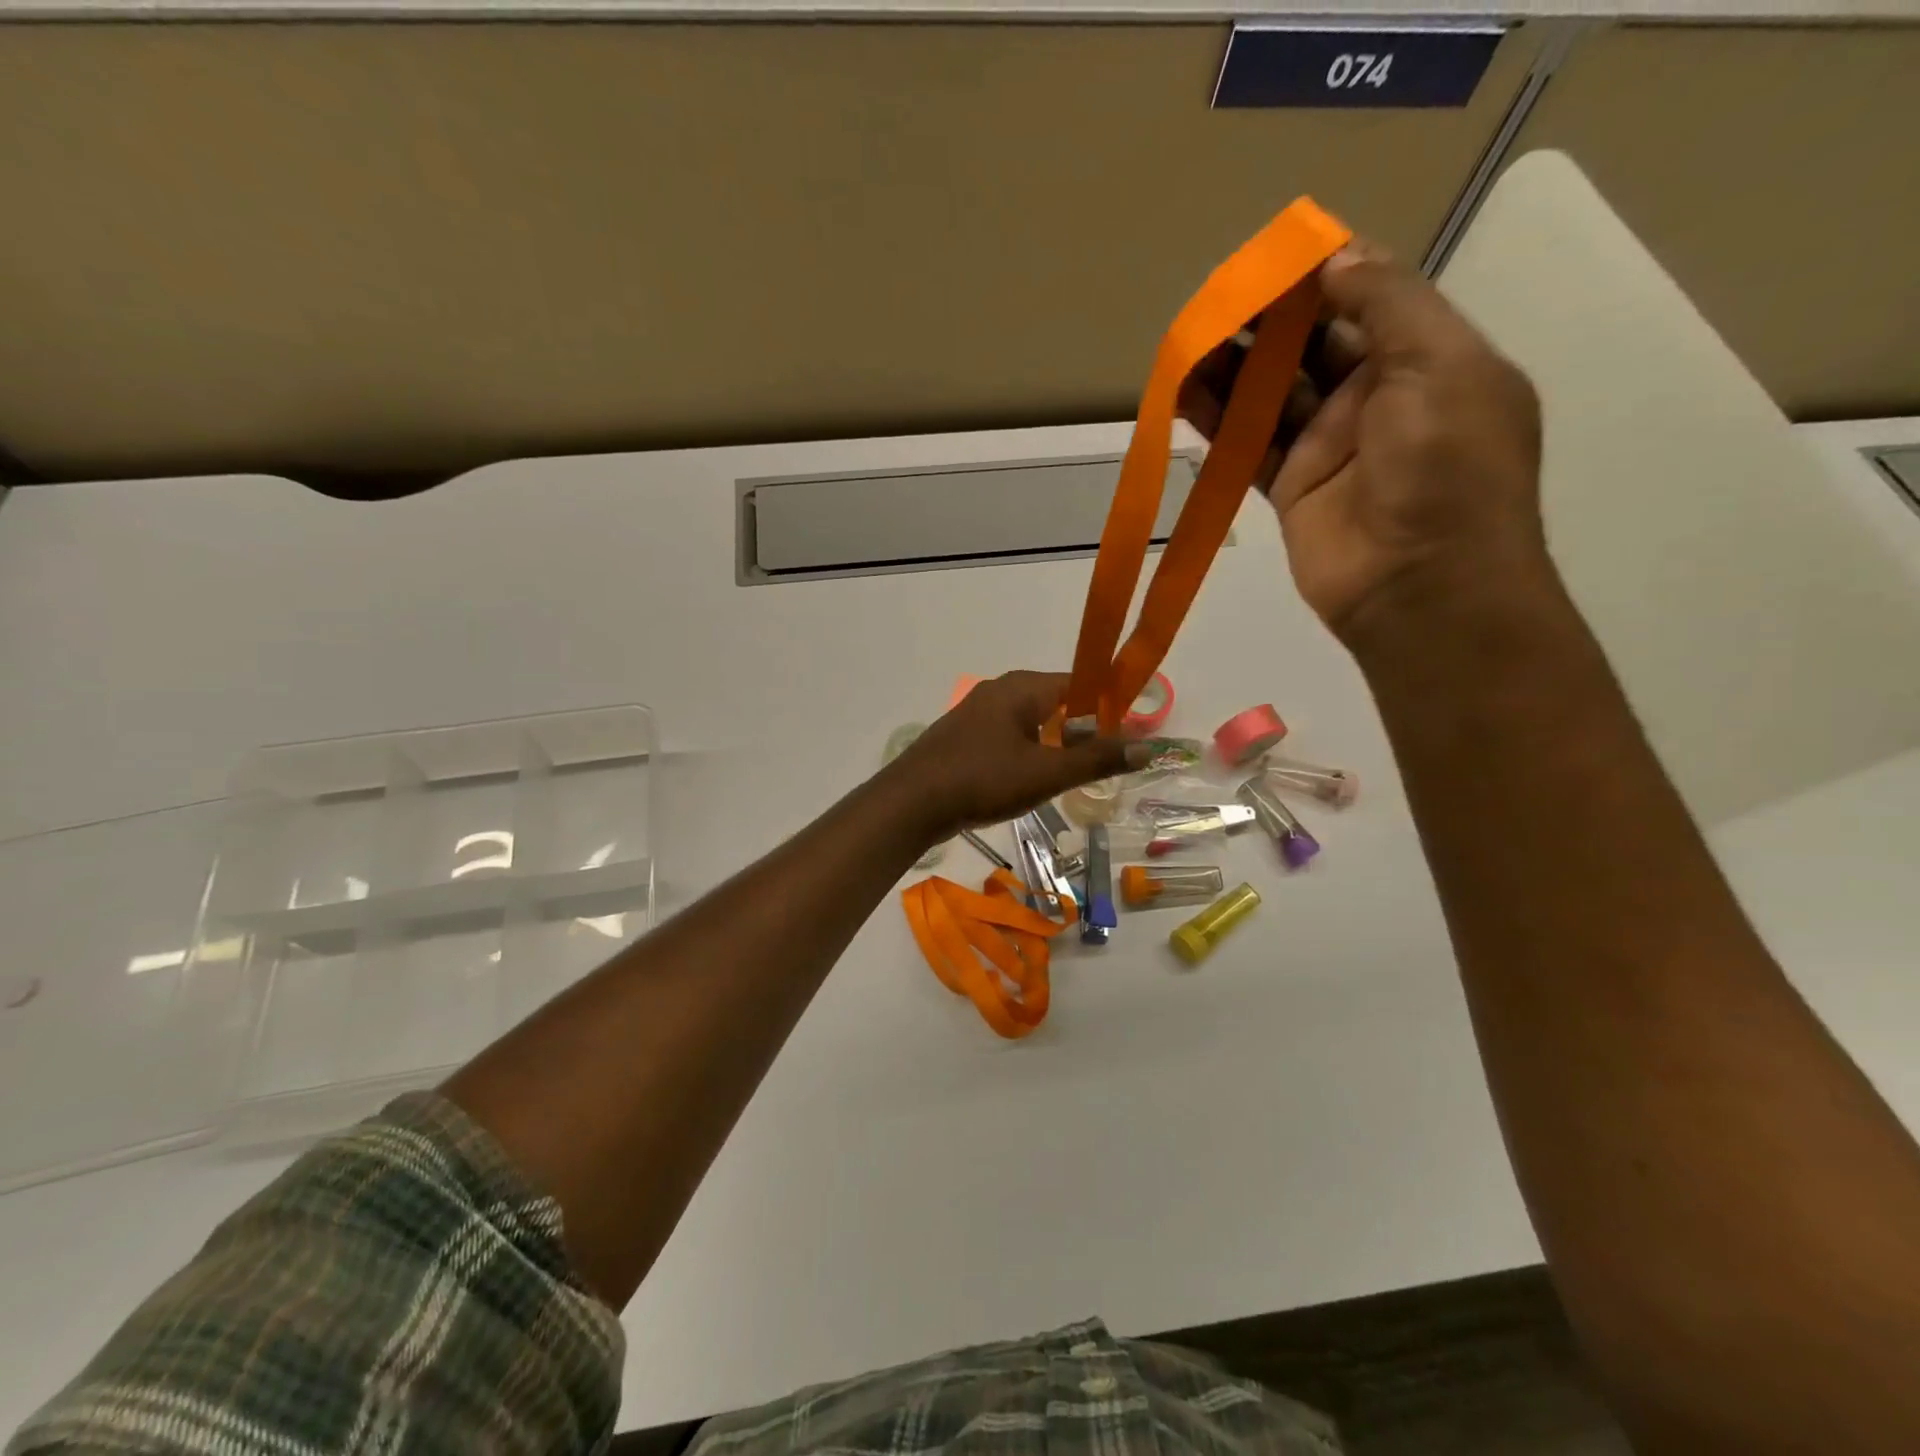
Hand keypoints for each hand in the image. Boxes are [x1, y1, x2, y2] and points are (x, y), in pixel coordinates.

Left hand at [881, 671, 1143, 838]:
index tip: (1128, 736)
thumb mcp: (1046, 773)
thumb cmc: (983, 780)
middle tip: (1101, 763)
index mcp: (1022, 687)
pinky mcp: (964, 737)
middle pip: (1055, 703)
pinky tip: (1029, 782)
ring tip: (1070, 777)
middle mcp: (999, 690)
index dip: (1107, 708)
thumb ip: (1096, 760)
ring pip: (1030, 723)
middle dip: (1081, 731)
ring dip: (1053, 746)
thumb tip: (1148, 748)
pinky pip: (1008, 738)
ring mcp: (977, 713)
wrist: (911, 803)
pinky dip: (1027, 754)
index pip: (1079, 684)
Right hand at [1179, 240, 1548, 645]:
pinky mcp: (1291, 488)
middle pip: (1312, 344)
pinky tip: (1184, 393)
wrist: (1421, 590)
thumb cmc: (1448, 471)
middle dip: (1267, 320)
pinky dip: (1218, 420)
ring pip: (1272, 393)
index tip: (1271, 259)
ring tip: (1187, 340)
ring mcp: (1330, 446)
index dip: (1323, 275)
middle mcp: (1378, 397)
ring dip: (1232, 367)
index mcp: (1428, 360)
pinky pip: (1249, 444)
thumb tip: (1334, 259)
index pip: (1368, 299)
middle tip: (1215, 300)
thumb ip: (1388, 305)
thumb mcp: (1441, 366)